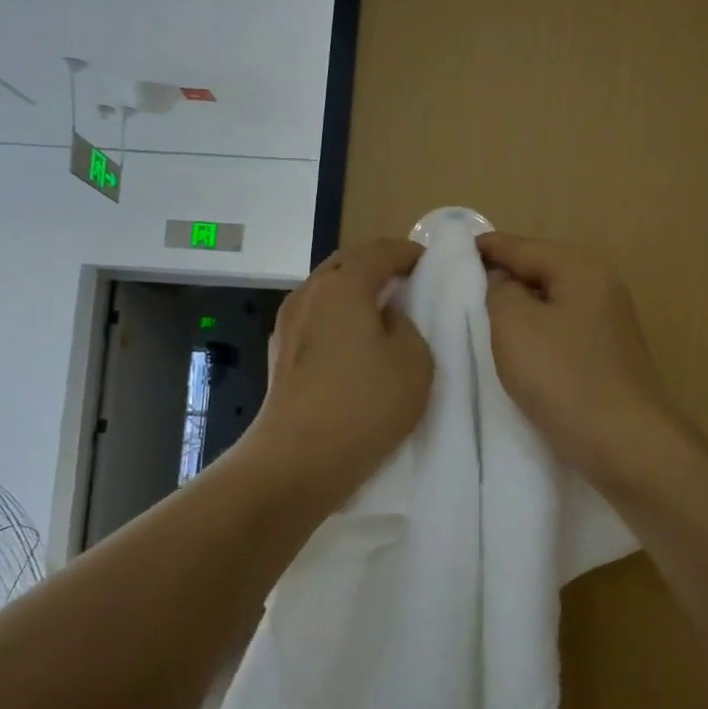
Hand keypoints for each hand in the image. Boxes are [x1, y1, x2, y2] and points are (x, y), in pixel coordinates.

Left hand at [249, 239, 433, 509]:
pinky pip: (315, 317)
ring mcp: (288, 322)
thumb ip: (408, 326)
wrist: (299, 458)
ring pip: (327, 290)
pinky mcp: (279, 351)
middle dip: (378, 266)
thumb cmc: (365, 405)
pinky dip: (336, 316)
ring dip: (354, 292)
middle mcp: (310, 292)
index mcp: (344, 284)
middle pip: (347, 263)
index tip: (429, 264)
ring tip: (380, 312)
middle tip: (406, 283)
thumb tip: (387, 316)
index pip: (381, 250)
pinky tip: (351, 342)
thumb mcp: (414, 362)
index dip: (409, 253)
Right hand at [480, 233, 682, 488]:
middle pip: (540, 271)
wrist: (625, 444)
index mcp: (581, 270)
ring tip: (480, 318)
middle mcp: (601, 288)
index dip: (485, 247)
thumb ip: (499, 290)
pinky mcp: (606, 358)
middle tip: (459, 286)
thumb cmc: (563, 377)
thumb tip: (503, 282)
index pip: (522, 246)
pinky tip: (515, 349)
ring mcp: (608, 325)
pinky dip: (534, 333)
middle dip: (501, 276)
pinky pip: (559, 332)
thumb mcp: (514, 324)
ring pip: (550, 304)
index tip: (450, 249)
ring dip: (517, 309)